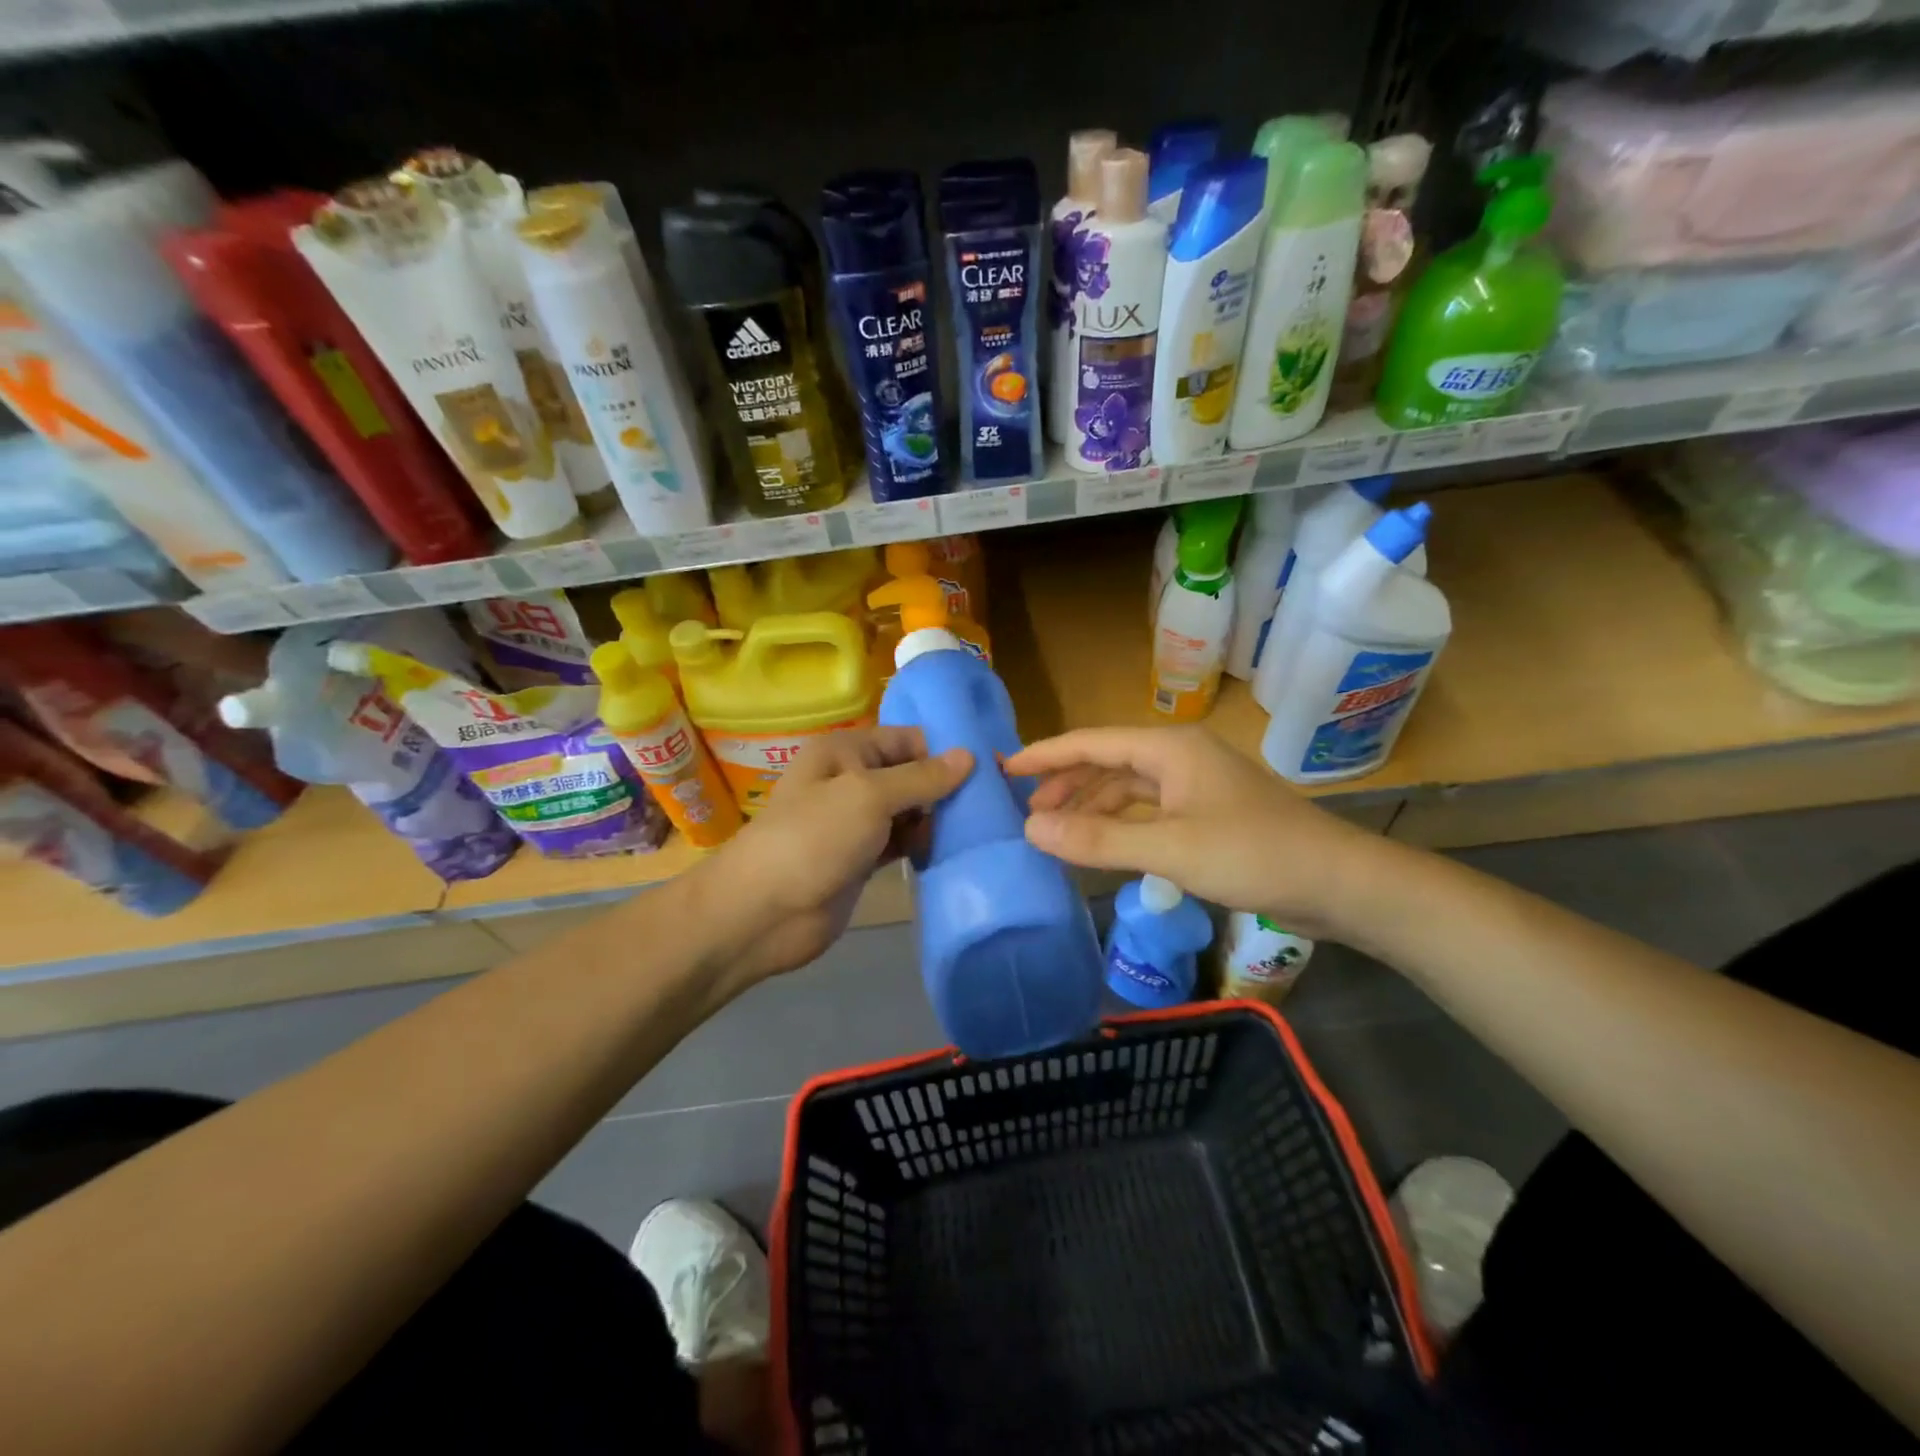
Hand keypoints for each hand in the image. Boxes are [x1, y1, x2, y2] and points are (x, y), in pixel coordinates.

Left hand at [687, 726, 970, 985]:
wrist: (763, 913)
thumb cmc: (814, 839)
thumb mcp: (869, 796)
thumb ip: (921, 777)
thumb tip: (969, 756)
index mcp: (845, 751)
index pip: (906, 739)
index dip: (945, 750)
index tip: (990, 768)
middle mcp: (851, 780)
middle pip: (911, 774)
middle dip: (946, 787)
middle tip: (994, 803)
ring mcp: (856, 823)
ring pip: (909, 811)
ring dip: (938, 819)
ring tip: (982, 829)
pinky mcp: (862, 859)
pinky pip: (902, 843)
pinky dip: (924, 845)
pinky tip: (954, 851)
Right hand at [1004, 725, 1379, 937]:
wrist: (1339, 883)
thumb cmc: (1254, 854)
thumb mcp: (1170, 849)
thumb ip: (1098, 840)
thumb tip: (1031, 831)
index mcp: (1169, 749)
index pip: (1091, 742)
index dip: (1045, 755)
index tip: (1005, 770)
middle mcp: (1179, 757)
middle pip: (1107, 761)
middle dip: (1066, 784)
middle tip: (1027, 814)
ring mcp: (1196, 785)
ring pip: (1128, 787)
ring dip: (1092, 806)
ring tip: (1056, 832)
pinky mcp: (1207, 813)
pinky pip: (1148, 810)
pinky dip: (1120, 823)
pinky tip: (1104, 844)